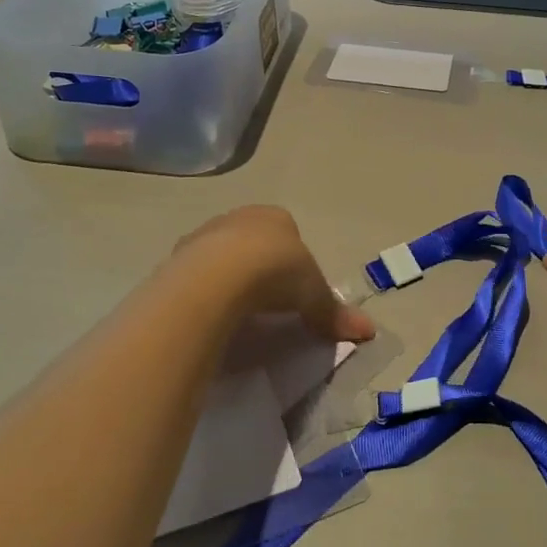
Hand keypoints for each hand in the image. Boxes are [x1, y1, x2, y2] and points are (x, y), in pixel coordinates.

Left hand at [168, 206, 376, 344]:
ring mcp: (204, 235)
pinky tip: (209, 312)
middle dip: (257, 264)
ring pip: (219, 254)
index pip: (287, 232)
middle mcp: (238, 217)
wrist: (218, 276)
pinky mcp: (178, 258)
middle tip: (265, 301)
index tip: (293, 289)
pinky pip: (195, 274)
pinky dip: (203, 290)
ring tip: (235, 310)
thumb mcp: (313, 295)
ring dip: (226, 276)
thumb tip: (369, 330)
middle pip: (251, 240)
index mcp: (275, 217)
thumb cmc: (276, 273)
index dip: (292, 260)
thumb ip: (335, 312)